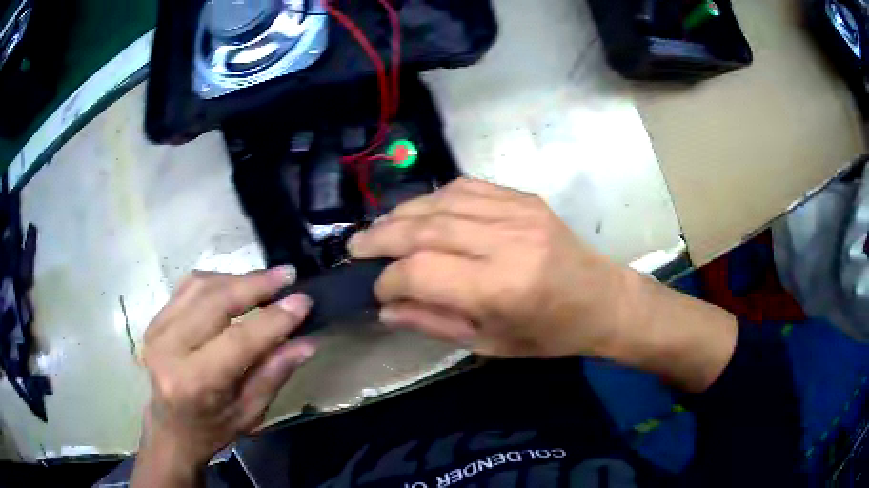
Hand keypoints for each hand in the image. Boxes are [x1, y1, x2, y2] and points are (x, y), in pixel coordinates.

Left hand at [132, 267, 315, 486]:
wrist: (169, 427)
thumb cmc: (212, 429)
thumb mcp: (249, 413)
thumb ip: (275, 373)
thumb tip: (307, 341)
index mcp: (194, 382)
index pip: (238, 340)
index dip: (272, 319)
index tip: (303, 301)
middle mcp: (169, 348)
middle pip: (216, 301)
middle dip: (256, 284)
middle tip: (287, 275)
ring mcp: (157, 328)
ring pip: (202, 286)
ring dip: (238, 278)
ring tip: (267, 280)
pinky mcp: (155, 318)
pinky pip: (189, 286)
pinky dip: (218, 281)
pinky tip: (236, 285)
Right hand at [349, 178, 632, 357]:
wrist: (601, 300)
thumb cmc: (549, 334)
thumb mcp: (490, 344)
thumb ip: (434, 323)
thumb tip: (386, 309)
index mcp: (500, 289)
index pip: (421, 272)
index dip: (388, 281)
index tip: (378, 292)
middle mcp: (506, 242)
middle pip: (425, 228)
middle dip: (381, 237)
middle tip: (355, 247)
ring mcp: (517, 212)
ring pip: (441, 201)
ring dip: (401, 213)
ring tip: (378, 229)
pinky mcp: (524, 198)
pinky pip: (467, 187)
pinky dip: (434, 198)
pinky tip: (418, 212)